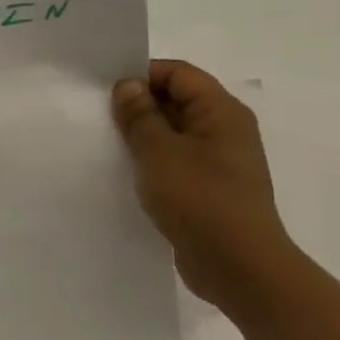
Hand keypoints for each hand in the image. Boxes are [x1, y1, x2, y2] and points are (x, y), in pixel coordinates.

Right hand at [111, 60, 300, 314]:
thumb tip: (128, 86)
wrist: (239, 266)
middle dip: (139, 105)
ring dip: (143, 136)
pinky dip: (152, 161)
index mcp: (221, 112)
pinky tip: (127, 174)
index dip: (142, 75)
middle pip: (177, 100)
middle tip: (99, 118)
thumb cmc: (200, 199)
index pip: (178, 73)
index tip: (105, 92)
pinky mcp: (211, 189)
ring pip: (174, 133)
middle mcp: (226, 130)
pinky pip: (176, 161)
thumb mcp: (159, 151)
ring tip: (108, 146)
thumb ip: (140, 115)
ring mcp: (220, 161)